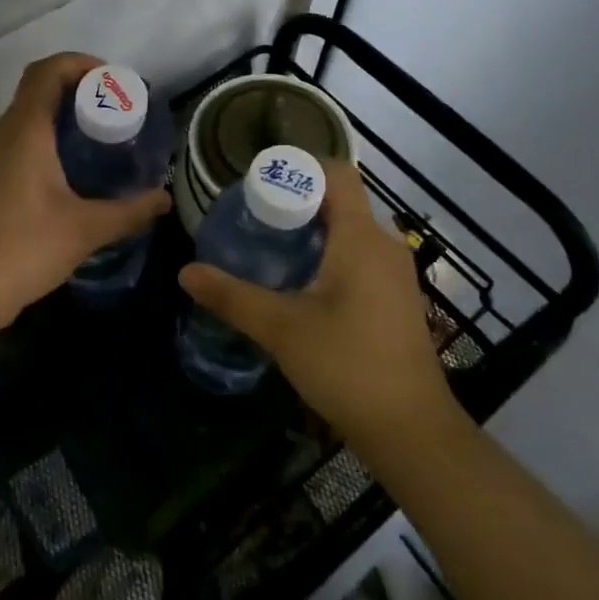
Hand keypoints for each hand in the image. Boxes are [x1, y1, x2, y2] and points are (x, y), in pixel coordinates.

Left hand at [0, 53, 170, 333]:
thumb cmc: (23, 250)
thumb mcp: (85, 230)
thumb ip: (130, 211)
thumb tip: (164, 199)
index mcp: (23, 131)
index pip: (47, 71)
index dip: (80, 63)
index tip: (111, 80)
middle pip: (36, 90)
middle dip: (76, 92)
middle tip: (113, 114)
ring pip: (24, 117)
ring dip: (58, 118)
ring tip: (95, 143)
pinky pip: (13, 141)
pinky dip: (41, 140)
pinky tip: (65, 175)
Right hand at [178, 161, 460, 445]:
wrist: (412, 432)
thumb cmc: (348, 366)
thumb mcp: (281, 328)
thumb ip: (231, 296)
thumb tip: (186, 272)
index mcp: (361, 238)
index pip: (336, 174)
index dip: (298, 167)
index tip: (259, 182)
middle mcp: (384, 245)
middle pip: (339, 200)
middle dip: (296, 201)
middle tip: (253, 215)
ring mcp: (395, 273)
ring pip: (349, 230)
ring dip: (311, 229)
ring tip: (268, 245)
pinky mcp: (396, 298)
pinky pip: (359, 254)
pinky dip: (328, 252)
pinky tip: (299, 281)